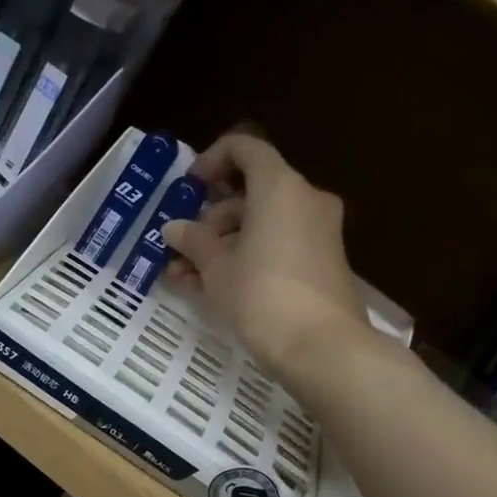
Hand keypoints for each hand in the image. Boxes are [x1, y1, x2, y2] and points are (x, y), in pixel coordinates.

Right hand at [163, 132, 368, 376]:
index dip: (212, 160)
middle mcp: (305, 200)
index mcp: (279, 187)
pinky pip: (278, 247)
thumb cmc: (261, 295)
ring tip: (187, 278)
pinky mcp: (322, 263)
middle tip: (182, 249)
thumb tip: (174, 228)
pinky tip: (213, 289)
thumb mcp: (216, 268)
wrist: (322, 347)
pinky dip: (247, 259)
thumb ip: (193, 241)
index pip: (246, 149)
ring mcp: (319, 232)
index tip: (190, 187)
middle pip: (251, 194)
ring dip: (223, 246)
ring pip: (261, 225)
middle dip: (211, 220)